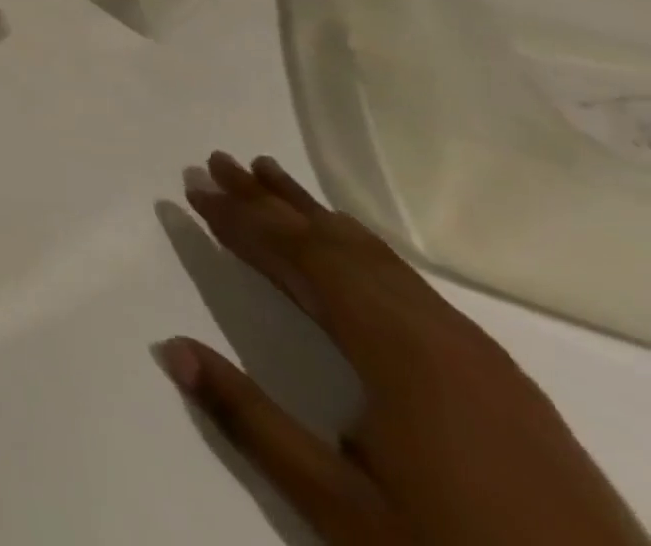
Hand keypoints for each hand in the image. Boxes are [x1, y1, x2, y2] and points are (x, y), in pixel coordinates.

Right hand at [161, 152, 646, 545]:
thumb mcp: (343, 510)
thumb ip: (251, 421)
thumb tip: (171, 347)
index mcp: (401, 353)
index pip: (306, 258)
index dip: (246, 220)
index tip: (196, 188)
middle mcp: (440, 336)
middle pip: (340, 245)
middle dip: (273, 202)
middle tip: (218, 162)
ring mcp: (479, 356)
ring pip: (379, 260)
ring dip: (316, 217)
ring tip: (269, 178)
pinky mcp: (501, 380)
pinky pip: (410, 285)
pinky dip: (359, 250)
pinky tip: (348, 250)